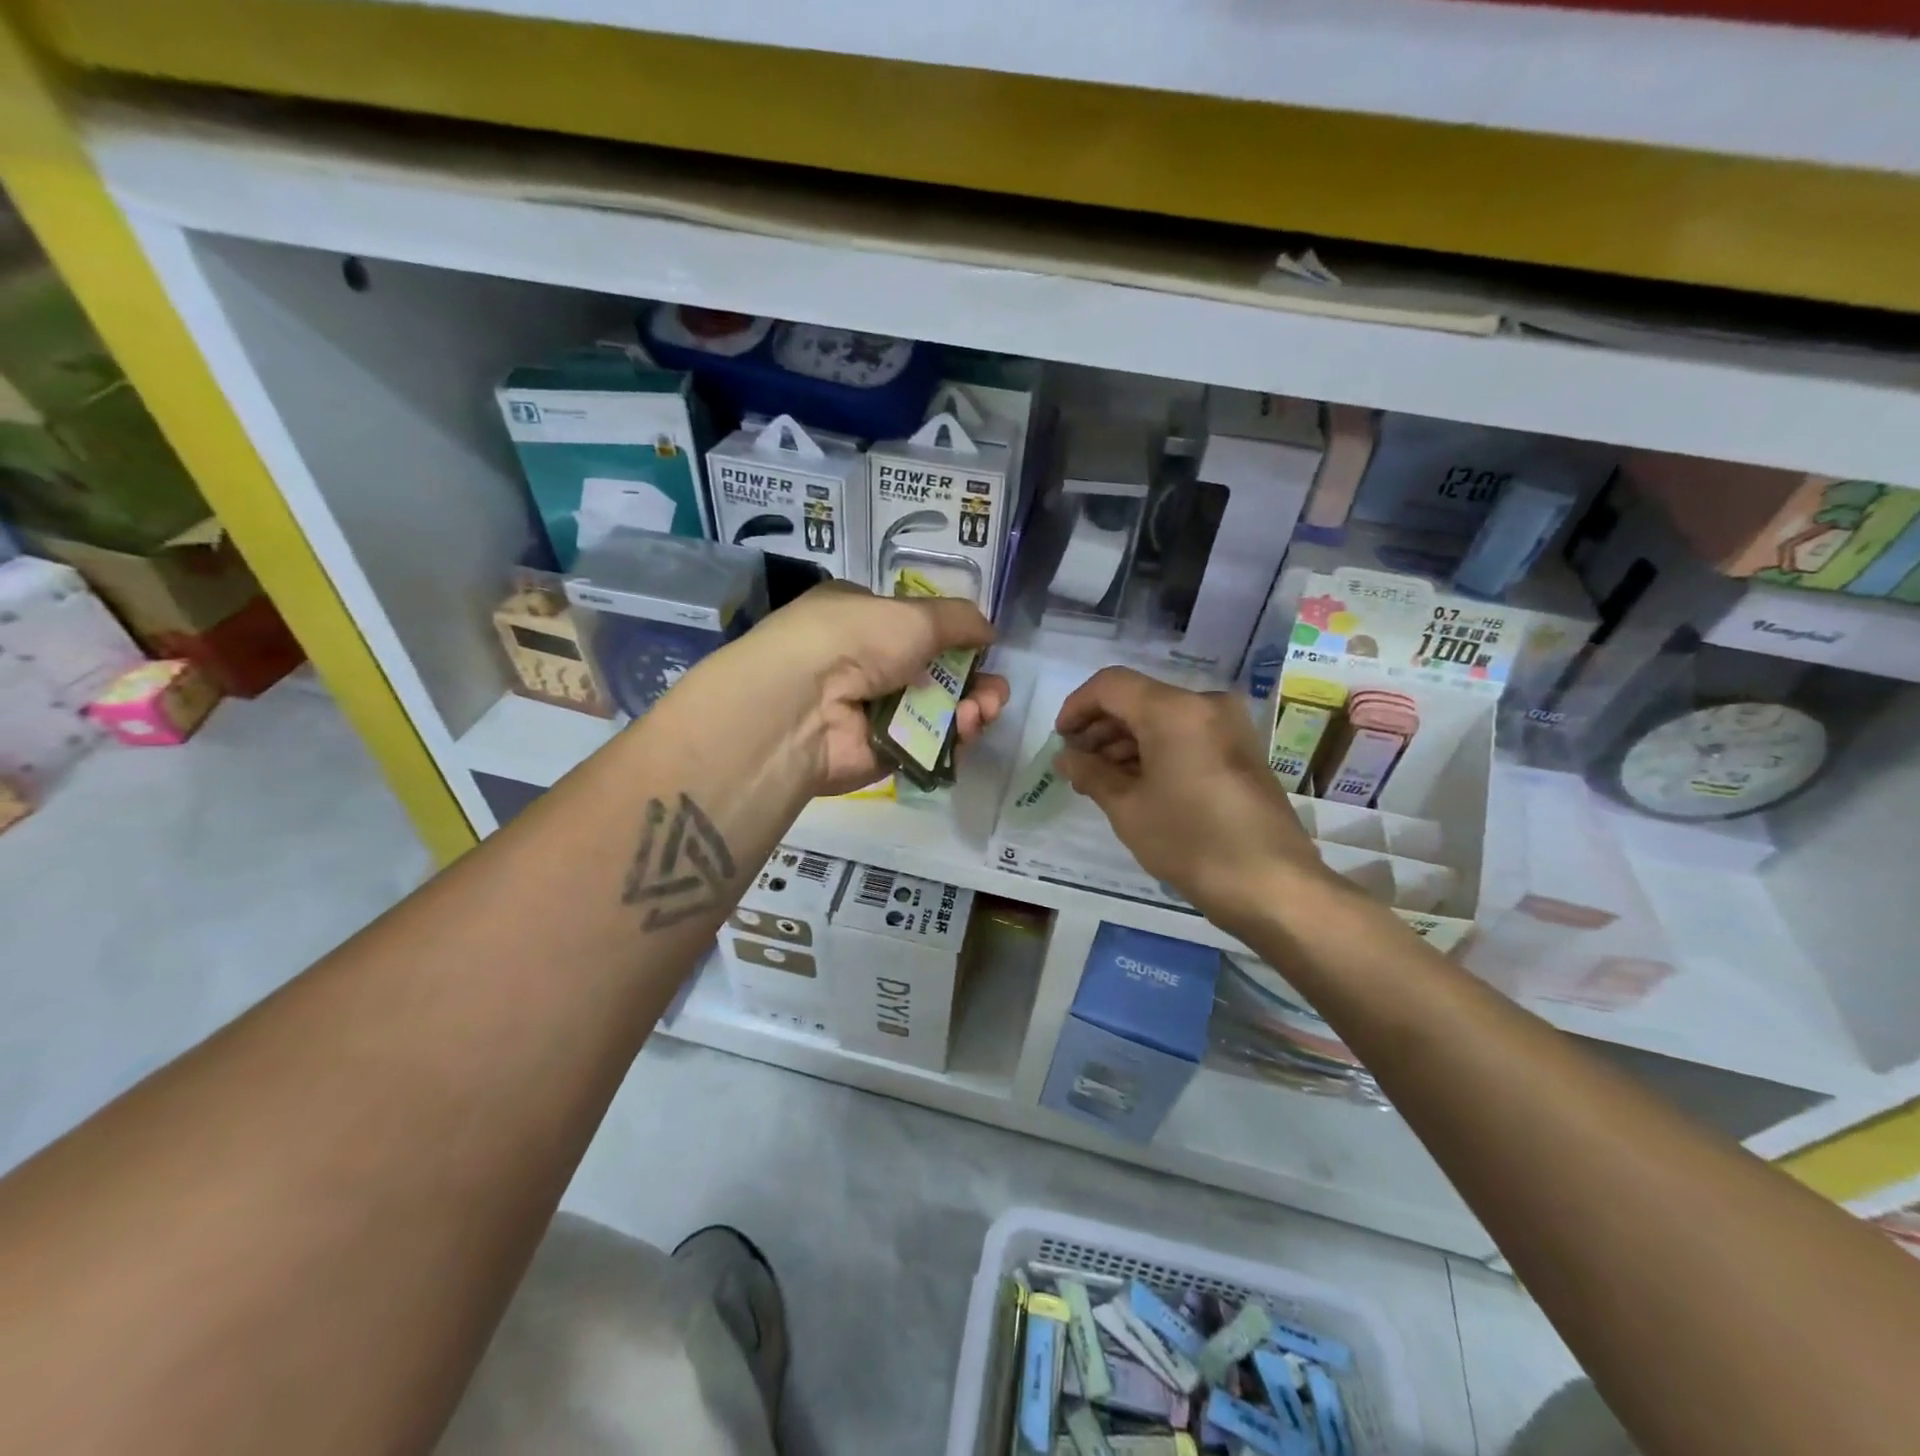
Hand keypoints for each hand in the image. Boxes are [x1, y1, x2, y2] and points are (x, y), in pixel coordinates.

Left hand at [745, 582, 1011, 795]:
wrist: (805, 705)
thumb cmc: (856, 641)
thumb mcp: (915, 614)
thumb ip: (959, 620)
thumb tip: (988, 633)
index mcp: (865, 619)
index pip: (919, 629)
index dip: (956, 641)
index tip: (984, 652)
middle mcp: (867, 664)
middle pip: (937, 674)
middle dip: (974, 683)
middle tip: (994, 694)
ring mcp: (874, 711)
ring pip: (938, 712)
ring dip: (971, 709)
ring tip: (982, 711)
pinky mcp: (882, 752)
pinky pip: (929, 744)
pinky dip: (954, 738)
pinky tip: (966, 729)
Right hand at [1054, 667, 1336, 931]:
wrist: (1273, 885)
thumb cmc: (1191, 841)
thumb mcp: (1128, 807)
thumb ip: (1090, 772)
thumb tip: (1065, 757)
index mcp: (1175, 710)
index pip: (1111, 685)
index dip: (1077, 707)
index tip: (1060, 740)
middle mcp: (1205, 705)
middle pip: (1138, 699)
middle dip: (1101, 728)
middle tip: (1076, 766)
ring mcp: (1229, 726)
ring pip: (1163, 718)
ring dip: (1126, 742)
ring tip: (1100, 781)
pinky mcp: (1241, 750)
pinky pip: (1186, 736)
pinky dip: (1156, 751)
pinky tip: (1135, 784)